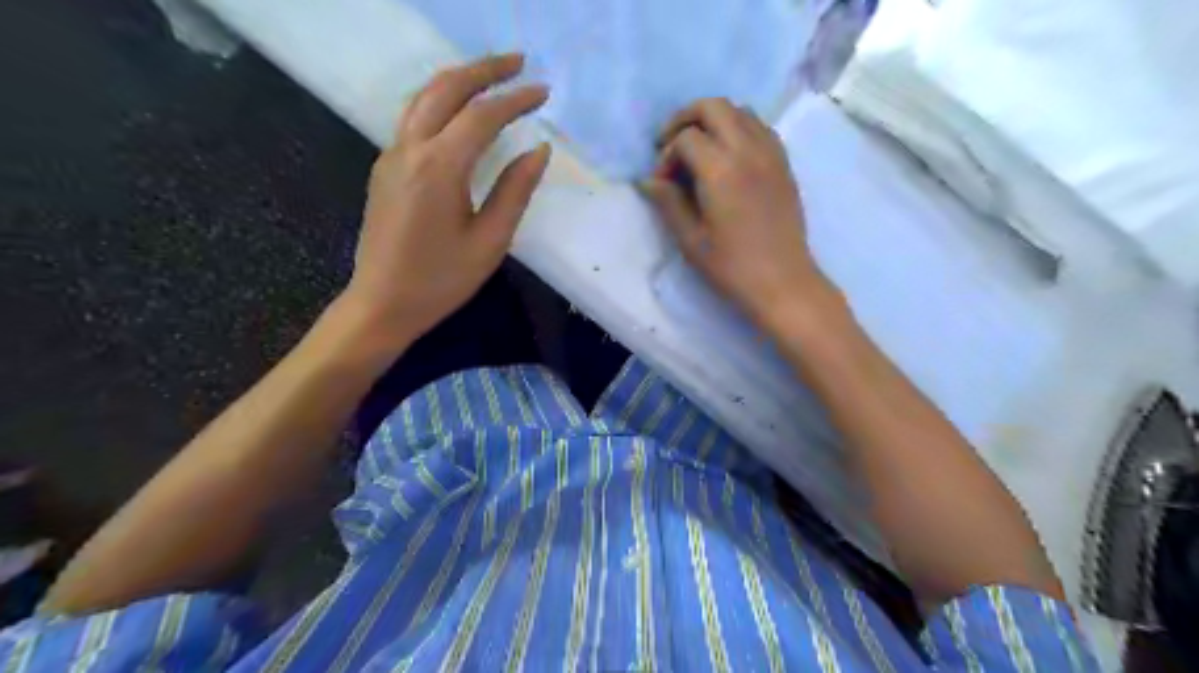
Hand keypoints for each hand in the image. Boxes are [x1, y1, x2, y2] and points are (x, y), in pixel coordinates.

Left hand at [345, 52, 548, 340]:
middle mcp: (409, 150)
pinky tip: (461, 110)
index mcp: (439, 169)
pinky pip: (414, 118)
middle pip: (446, 89)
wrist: (382, 303)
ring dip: (460, 79)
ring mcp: (391, 156)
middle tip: (519, 62)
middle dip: (484, 69)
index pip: (481, 116)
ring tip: (493, 76)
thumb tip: (539, 150)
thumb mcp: (490, 242)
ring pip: (424, 97)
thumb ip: (515, 191)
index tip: (543, 92)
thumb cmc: (441, 280)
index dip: (515, 100)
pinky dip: (442, 100)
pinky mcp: (386, 167)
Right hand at [647, 98, 824, 326]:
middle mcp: (748, 150)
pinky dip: (738, 128)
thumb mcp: (691, 239)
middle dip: (685, 118)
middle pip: (714, 106)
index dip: (666, 156)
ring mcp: (771, 153)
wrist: (782, 281)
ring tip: (698, 148)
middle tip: (671, 144)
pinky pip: (759, 127)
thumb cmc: (732, 266)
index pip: (686, 138)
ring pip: (740, 111)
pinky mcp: (784, 163)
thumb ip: (668, 202)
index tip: (662, 183)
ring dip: (713, 119)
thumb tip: (648, 180)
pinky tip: (728, 156)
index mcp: (721, 170)